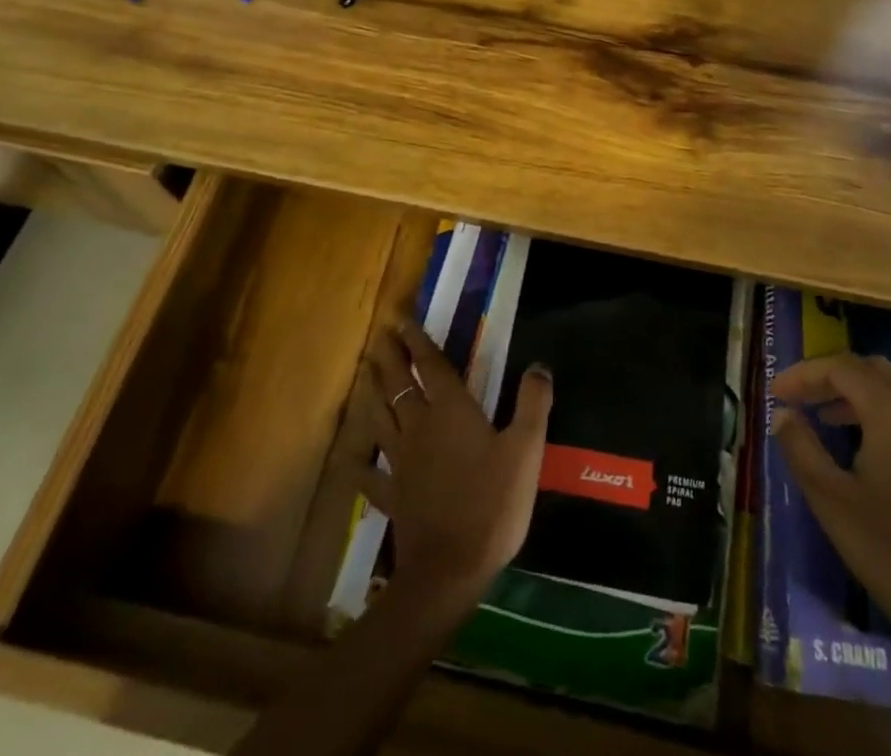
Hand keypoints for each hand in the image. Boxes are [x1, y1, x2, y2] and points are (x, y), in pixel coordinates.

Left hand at [362, 319, 552, 607]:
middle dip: (391, 358)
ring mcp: (401, 463)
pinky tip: (352, 460)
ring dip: (372, 394)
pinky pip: (371, 475)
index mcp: (451, 411)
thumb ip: (532, 404)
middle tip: (381, 337)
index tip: (403, 320)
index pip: (431, 367)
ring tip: (364, 374)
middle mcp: (420, 427)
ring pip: (380, 419)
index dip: (418, 342)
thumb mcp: (526, 449)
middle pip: (400, 386)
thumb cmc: (492, 503)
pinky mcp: (393, 496)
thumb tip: (539, 366)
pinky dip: (360, 464)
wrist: (450, 569)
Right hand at [769, 352, 890, 680]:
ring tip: (820, 418)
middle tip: (797, 398)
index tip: (773, 393)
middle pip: (869, 369)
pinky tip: (858, 448)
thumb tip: (782, 414)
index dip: (803, 373)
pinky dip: (875, 413)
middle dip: (829, 376)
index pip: (840, 367)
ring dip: (852, 393)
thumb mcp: (832, 501)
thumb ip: (801, 448)